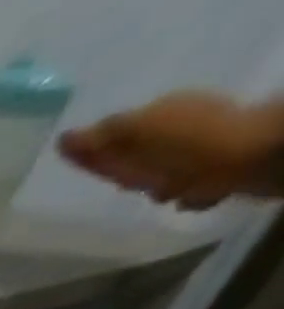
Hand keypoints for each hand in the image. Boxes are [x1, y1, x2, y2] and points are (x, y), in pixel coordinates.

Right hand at [58, 91, 283, 208]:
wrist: (245, 157)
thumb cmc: (182, 146)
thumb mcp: (133, 134)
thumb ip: (98, 137)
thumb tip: (63, 138)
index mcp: (161, 112)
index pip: (113, 136)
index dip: (92, 153)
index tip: (75, 163)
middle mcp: (182, 124)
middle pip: (137, 155)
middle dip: (124, 169)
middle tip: (121, 182)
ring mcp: (202, 146)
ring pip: (162, 170)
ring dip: (155, 183)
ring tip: (158, 190)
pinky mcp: (217, 167)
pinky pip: (189, 182)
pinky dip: (183, 191)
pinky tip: (183, 196)